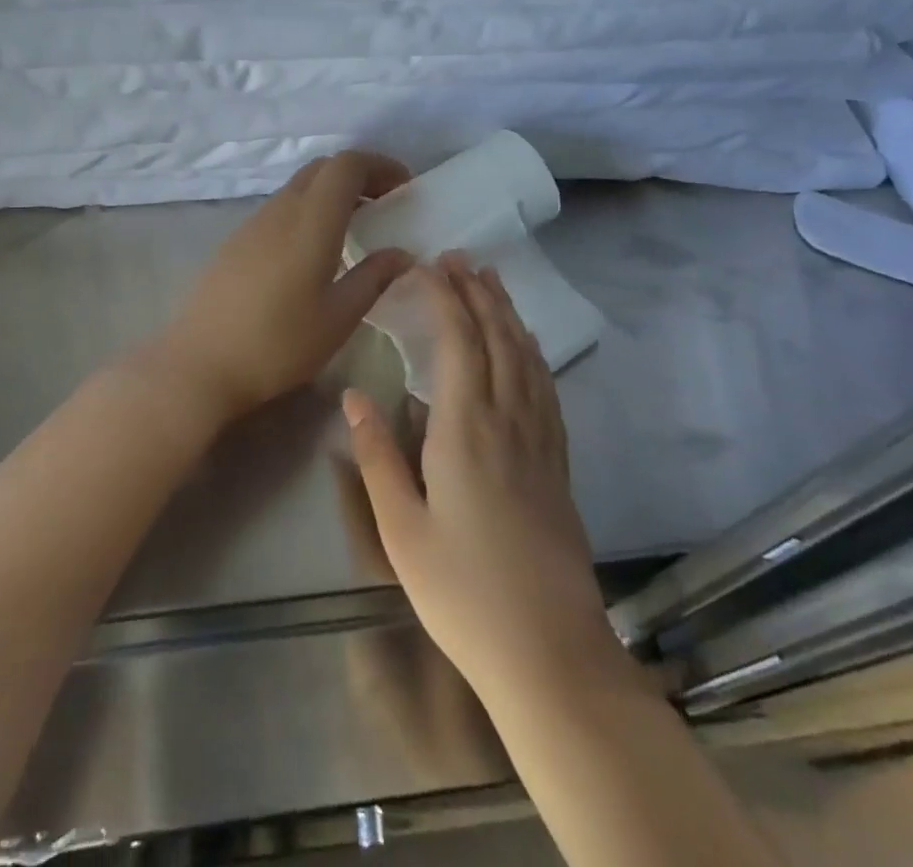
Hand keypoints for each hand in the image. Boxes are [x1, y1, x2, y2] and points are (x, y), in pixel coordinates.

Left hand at [135, 151, 412, 433]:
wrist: (199, 363)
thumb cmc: (278, 344)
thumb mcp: (338, 317)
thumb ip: (374, 278)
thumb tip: (403, 254)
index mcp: (311, 221)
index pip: (346, 164)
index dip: (380, 165)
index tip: (404, 189)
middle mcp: (280, 210)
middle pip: (322, 168)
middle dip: (358, 175)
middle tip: (384, 206)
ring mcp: (252, 223)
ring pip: (298, 187)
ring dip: (331, 194)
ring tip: (355, 229)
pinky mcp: (235, 241)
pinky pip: (279, 208)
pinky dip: (307, 211)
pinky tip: (313, 251)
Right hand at [343, 258, 622, 700]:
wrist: (550, 654)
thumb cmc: (463, 592)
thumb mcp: (401, 529)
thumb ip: (376, 456)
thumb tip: (354, 395)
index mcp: (467, 431)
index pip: (459, 343)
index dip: (445, 299)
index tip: (428, 266)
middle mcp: (509, 423)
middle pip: (498, 340)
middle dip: (478, 293)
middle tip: (460, 257)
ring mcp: (540, 442)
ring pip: (527, 359)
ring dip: (508, 314)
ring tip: (492, 282)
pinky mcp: (558, 465)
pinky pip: (546, 389)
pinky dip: (534, 353)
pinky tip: (528, 348)